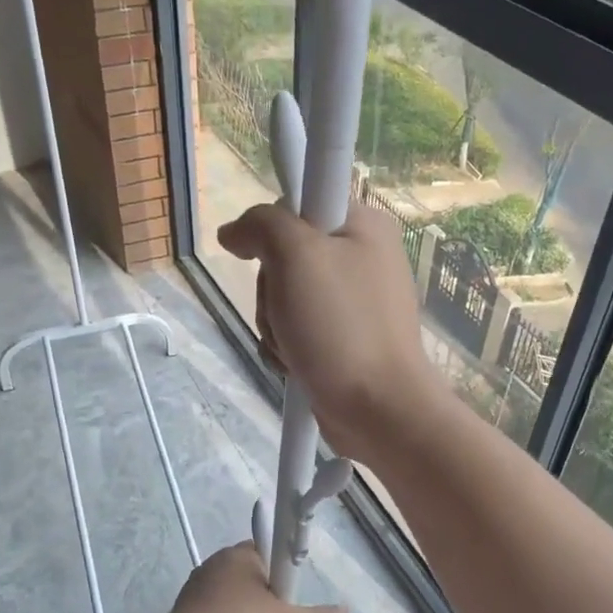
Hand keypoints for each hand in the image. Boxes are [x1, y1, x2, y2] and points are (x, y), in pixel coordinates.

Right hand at [217, 202, 448, 462]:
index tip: (268, 257)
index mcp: (364, 225)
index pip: (300, 203)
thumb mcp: (296, 256)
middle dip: (271, 290)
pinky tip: (296, 363)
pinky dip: (288, 346)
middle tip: (287, 312)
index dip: (274, 228)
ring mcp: (355, 303)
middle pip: (286, 255)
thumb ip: (262, 225)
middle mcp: (363, 257)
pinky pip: (299, 329)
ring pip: (286, 297)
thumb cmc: (342, 327)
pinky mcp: (346, 339)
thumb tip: (234, 232)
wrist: (379, 409)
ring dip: (276, 324)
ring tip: (294, 346)